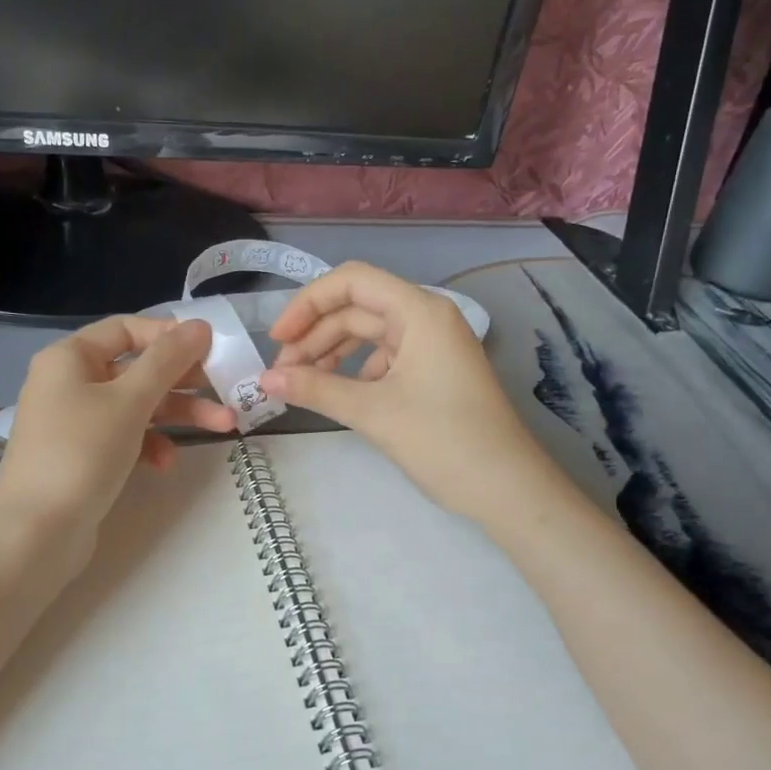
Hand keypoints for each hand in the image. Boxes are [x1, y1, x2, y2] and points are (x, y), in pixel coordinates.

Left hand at [0, 317, 235, 551]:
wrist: (37, 532)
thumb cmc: (82, 453)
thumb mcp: (130, 401)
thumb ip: (167, 361)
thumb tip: (199, 325)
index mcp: (70, 358)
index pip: (126, 329)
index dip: (169, 335)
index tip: (210, 349)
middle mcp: (69, 382)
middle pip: (136, 369)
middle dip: (184, 381)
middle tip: (227, 389)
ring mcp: (75, 422)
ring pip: (136, 406)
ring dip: (178, 414)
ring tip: (223, 427)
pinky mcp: (83, 456)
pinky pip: (124, 437)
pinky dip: (149, 445)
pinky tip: (165, 464)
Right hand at [261, 262, 558, 521]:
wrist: (506, 488)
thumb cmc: (443, 440)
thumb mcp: (373, 412)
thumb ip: (315, 390)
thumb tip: (264, 380)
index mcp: (419, 312)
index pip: (352, 281)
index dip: (307, 304)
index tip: (277, 340)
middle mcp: (426, 318)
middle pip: (356, 309)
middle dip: (314, 336)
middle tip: (281, 374)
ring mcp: (431, 346)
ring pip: (367, 335)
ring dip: (330, 354)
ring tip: (301, 385)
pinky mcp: (432, 372)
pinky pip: (383, 359)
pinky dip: (353, 372)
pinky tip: (336, 396)